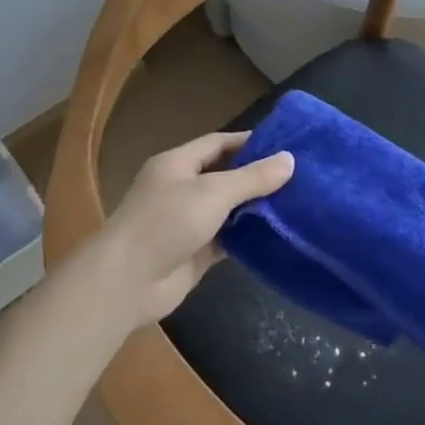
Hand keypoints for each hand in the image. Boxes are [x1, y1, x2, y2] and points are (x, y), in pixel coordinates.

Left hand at [97, 131, 293, 326]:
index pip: (218, 143)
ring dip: (255, 207)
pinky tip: (277, 233)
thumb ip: (252, 178)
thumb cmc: (166, 222)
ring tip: (295, 202)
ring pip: (227, 208)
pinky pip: (226, 239)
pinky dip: (247, 236)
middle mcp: (181, 189)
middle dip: (257, 175)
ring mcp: (187, 222)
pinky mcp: (194, 253)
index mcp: (178, 164)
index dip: (249, 141)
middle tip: (297, 174)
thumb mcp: (213, 192)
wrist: (126, 282)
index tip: (285, 144)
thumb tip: (290, 160)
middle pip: (224, 175)